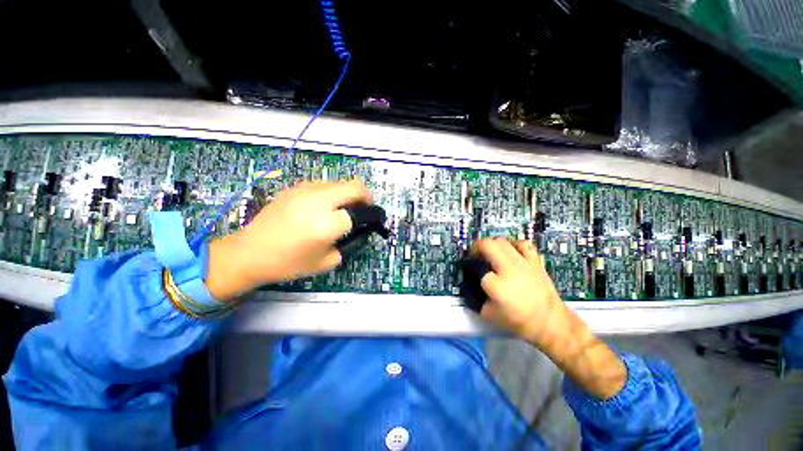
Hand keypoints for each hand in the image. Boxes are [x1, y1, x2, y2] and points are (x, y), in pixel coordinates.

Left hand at [206, 181, 371, 299]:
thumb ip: (349, 244)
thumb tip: (359, 229)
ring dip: (349, 193)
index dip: (371, 216)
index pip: (360, 212)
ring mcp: (304, 191)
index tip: (373, 221)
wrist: (249, 253)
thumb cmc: (289, 264)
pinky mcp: (294, 188)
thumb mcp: (327, 262)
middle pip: (355, 187)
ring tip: (344, 208)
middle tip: (365, 208)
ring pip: (339, 183)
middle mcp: (318, 202)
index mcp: (326, 225)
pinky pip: (323, 185)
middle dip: (366, 196)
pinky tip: (324, 206)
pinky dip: (332, 192)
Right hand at [473, 238, 626, 398]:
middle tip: (474, 254)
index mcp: (496, 285)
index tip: (470, 270)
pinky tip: (510, 250)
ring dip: (491, 244)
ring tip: (489, 251)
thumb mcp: (488, 314)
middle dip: (476, 247)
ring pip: (501, 241)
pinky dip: (513, 244)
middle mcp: (509, 269)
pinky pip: (522, 244)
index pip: (476, 267)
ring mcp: (523, 263)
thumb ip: (474, 298)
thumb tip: (467, 286)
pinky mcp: (534, 262)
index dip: (470, 268)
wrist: (550, 323)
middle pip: (487, 245)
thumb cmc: (518, 321)